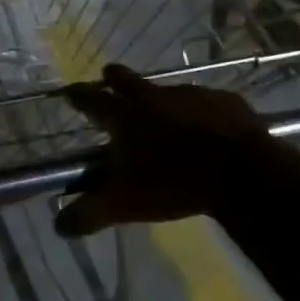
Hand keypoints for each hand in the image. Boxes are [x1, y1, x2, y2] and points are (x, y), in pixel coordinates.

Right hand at [56, 65, 272, 237]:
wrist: (241, 172)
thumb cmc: (173, 182)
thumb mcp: (124, 204)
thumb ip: (89, 213)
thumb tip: (58, 226)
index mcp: (125, 115)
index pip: (92, 100)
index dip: (78, 96)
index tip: (69, 92)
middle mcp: (155, 96)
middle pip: (127, 79)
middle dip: (115, 77)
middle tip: (109, 75)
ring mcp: (193, 93)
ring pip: (169, 90)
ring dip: (162, 99)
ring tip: (165, 114)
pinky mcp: (226, 100)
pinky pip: (208, 102)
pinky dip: (202, 112)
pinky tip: (208, 128)